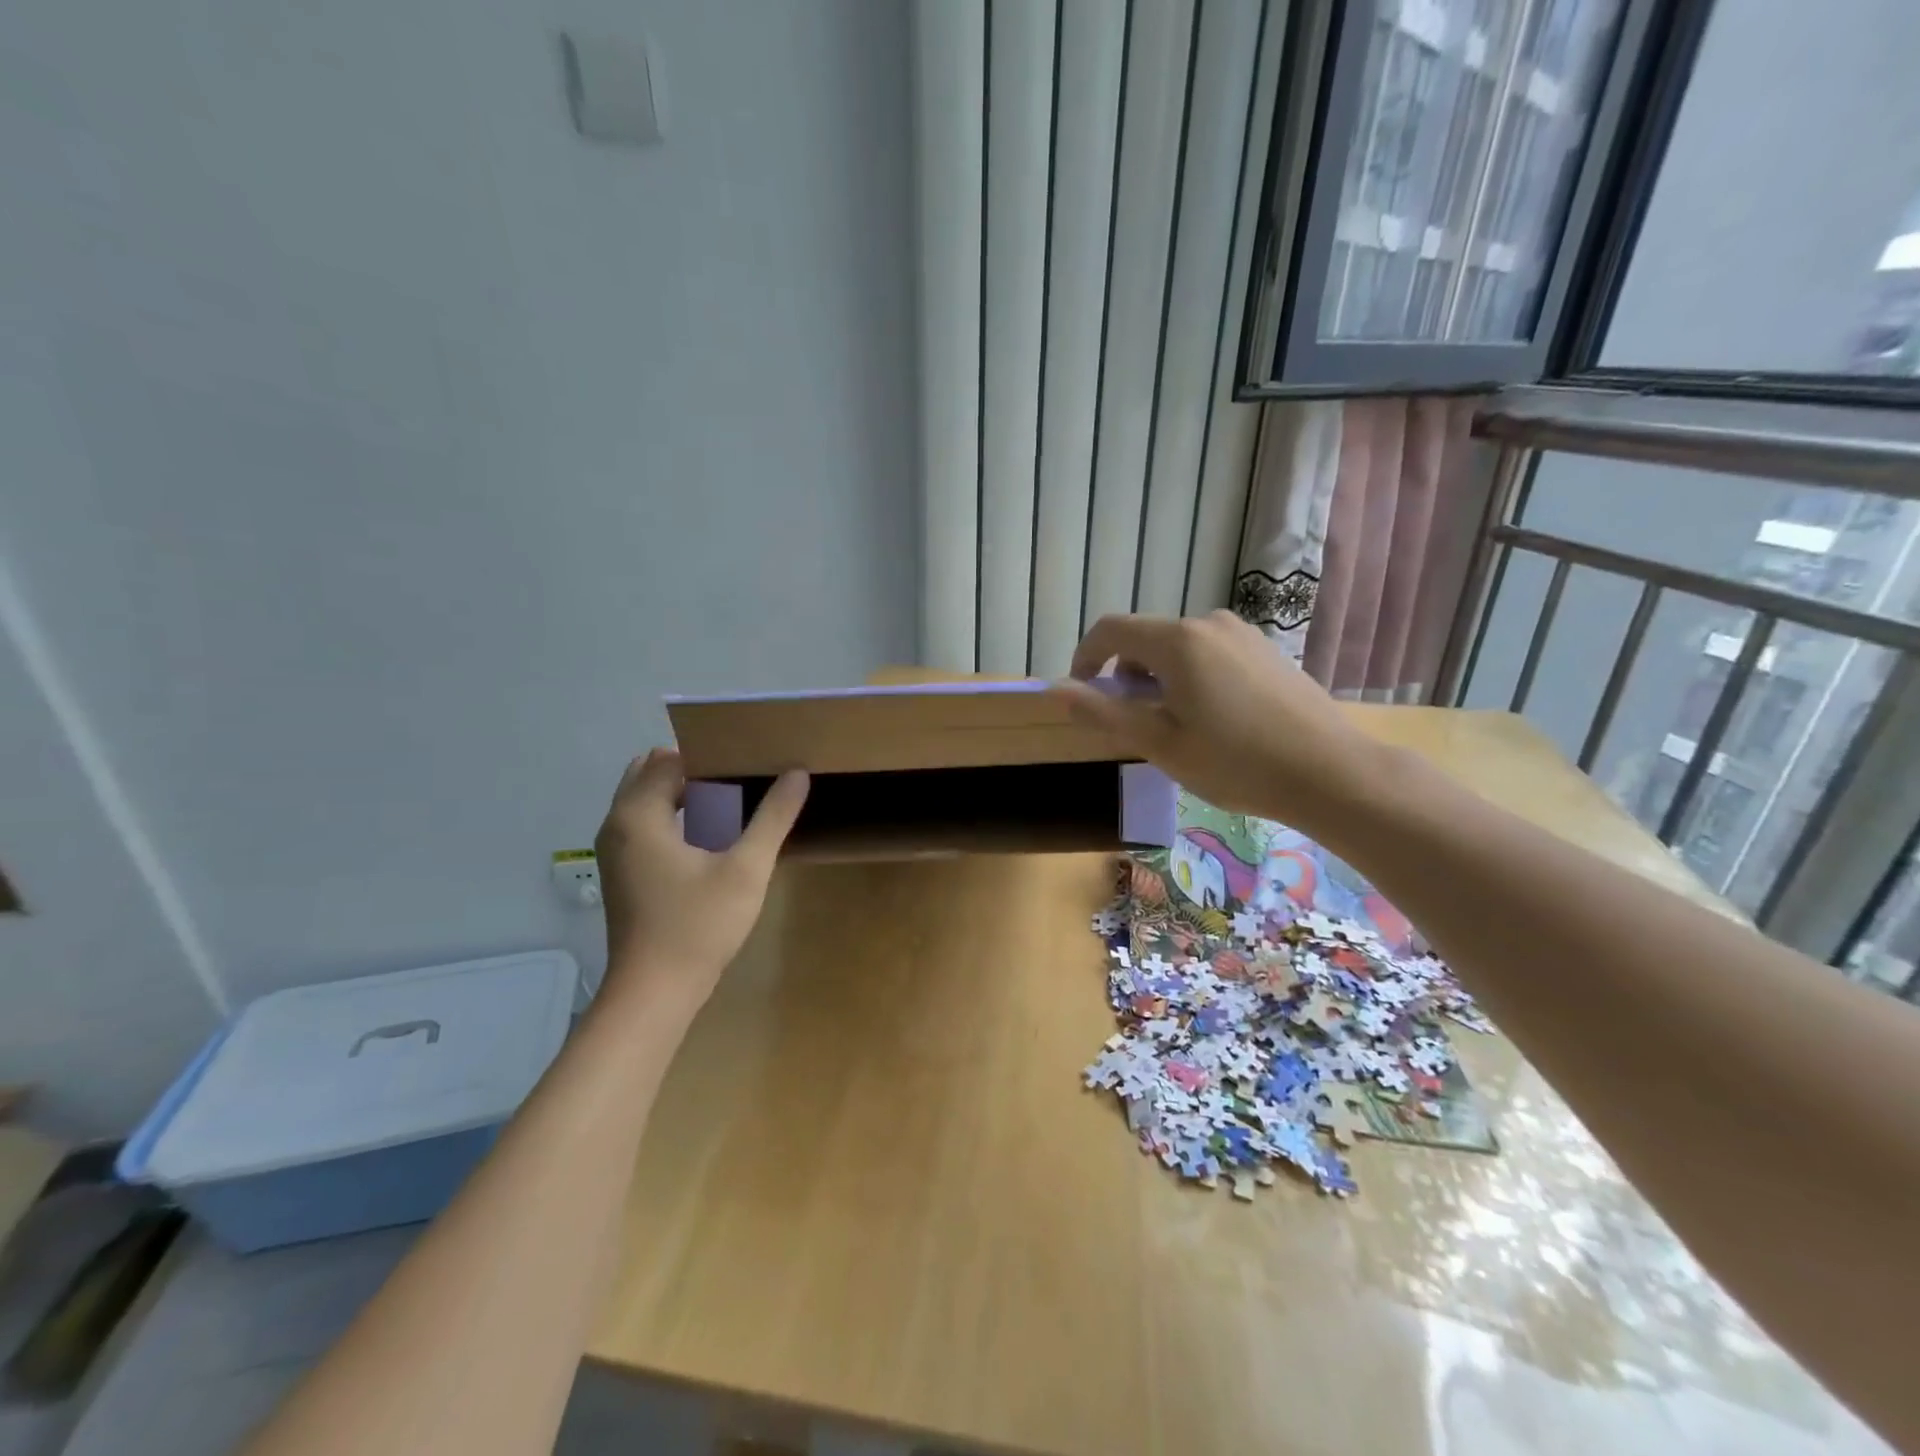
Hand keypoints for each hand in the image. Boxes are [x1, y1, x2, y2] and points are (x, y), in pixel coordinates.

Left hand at [593, 748, 808, 1011]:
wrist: (654, 994)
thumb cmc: (698, 926)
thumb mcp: (746, 869)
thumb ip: (773, 817)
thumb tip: (798, 773)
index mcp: (638, 814)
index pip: (669, 758)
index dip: (708, 756)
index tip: (746, 763)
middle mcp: (616, 824)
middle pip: (651, 773)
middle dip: (692, 769)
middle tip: (739, 781)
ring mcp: (614, 851)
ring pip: (646, 800)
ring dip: (682, 794)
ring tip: (731, 804)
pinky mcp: (621, 872)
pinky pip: (644, 824)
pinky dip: (671, 817)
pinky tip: (709, 838)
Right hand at [1053, 611, 1374, 831]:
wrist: (1331, 772)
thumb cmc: (1235, 762)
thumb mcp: (1159, 743)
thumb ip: (1103, 712)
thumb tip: (1054, 689)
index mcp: (1177, 640)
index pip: (1110, 630)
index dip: (1085, 658)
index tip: (1084, 695)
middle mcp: (1208, 623)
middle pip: (1145, 638)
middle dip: (1126, 675)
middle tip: (1135, 725)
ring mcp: (1242, 633)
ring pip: (1178, 647)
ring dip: (1159, 679)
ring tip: (1176, 727)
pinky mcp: (1265, 649)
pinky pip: (1209, 653)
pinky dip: (1191, 677)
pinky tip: (1214, 719)